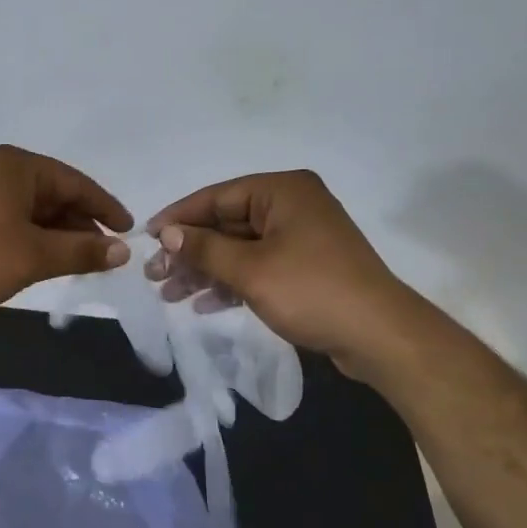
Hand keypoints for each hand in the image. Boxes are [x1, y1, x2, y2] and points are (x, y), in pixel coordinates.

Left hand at [0, 145, 132, 316]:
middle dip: (81, 225)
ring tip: (78, 264)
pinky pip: (12, 222)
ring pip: (33, 212)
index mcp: (18, 166)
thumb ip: (82, 251)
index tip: (129, 232)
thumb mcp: (35, 255)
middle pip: (54, 195)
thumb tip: (124, 250)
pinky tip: (42, 262)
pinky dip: (33, 241)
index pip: (76, 182)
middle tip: (105, 256)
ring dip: (57, 236)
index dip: (105, 207)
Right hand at [144, 170, 410, 372]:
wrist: (380, 336)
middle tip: (154, 276)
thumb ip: (204, 248)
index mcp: (282, 191)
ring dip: (205, 271)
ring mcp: (301, 237)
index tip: (146, 238)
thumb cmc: (312, 291)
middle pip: (226, 224)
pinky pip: (258, 266)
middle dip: (190, 252)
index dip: (178, 218)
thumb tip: (166, 234)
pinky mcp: (306, 267)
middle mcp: (292, 206)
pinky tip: (204, 304)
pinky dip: (232, 283)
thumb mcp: (250, 270)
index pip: (217, 197)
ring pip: (239, 248)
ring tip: (170, 295)